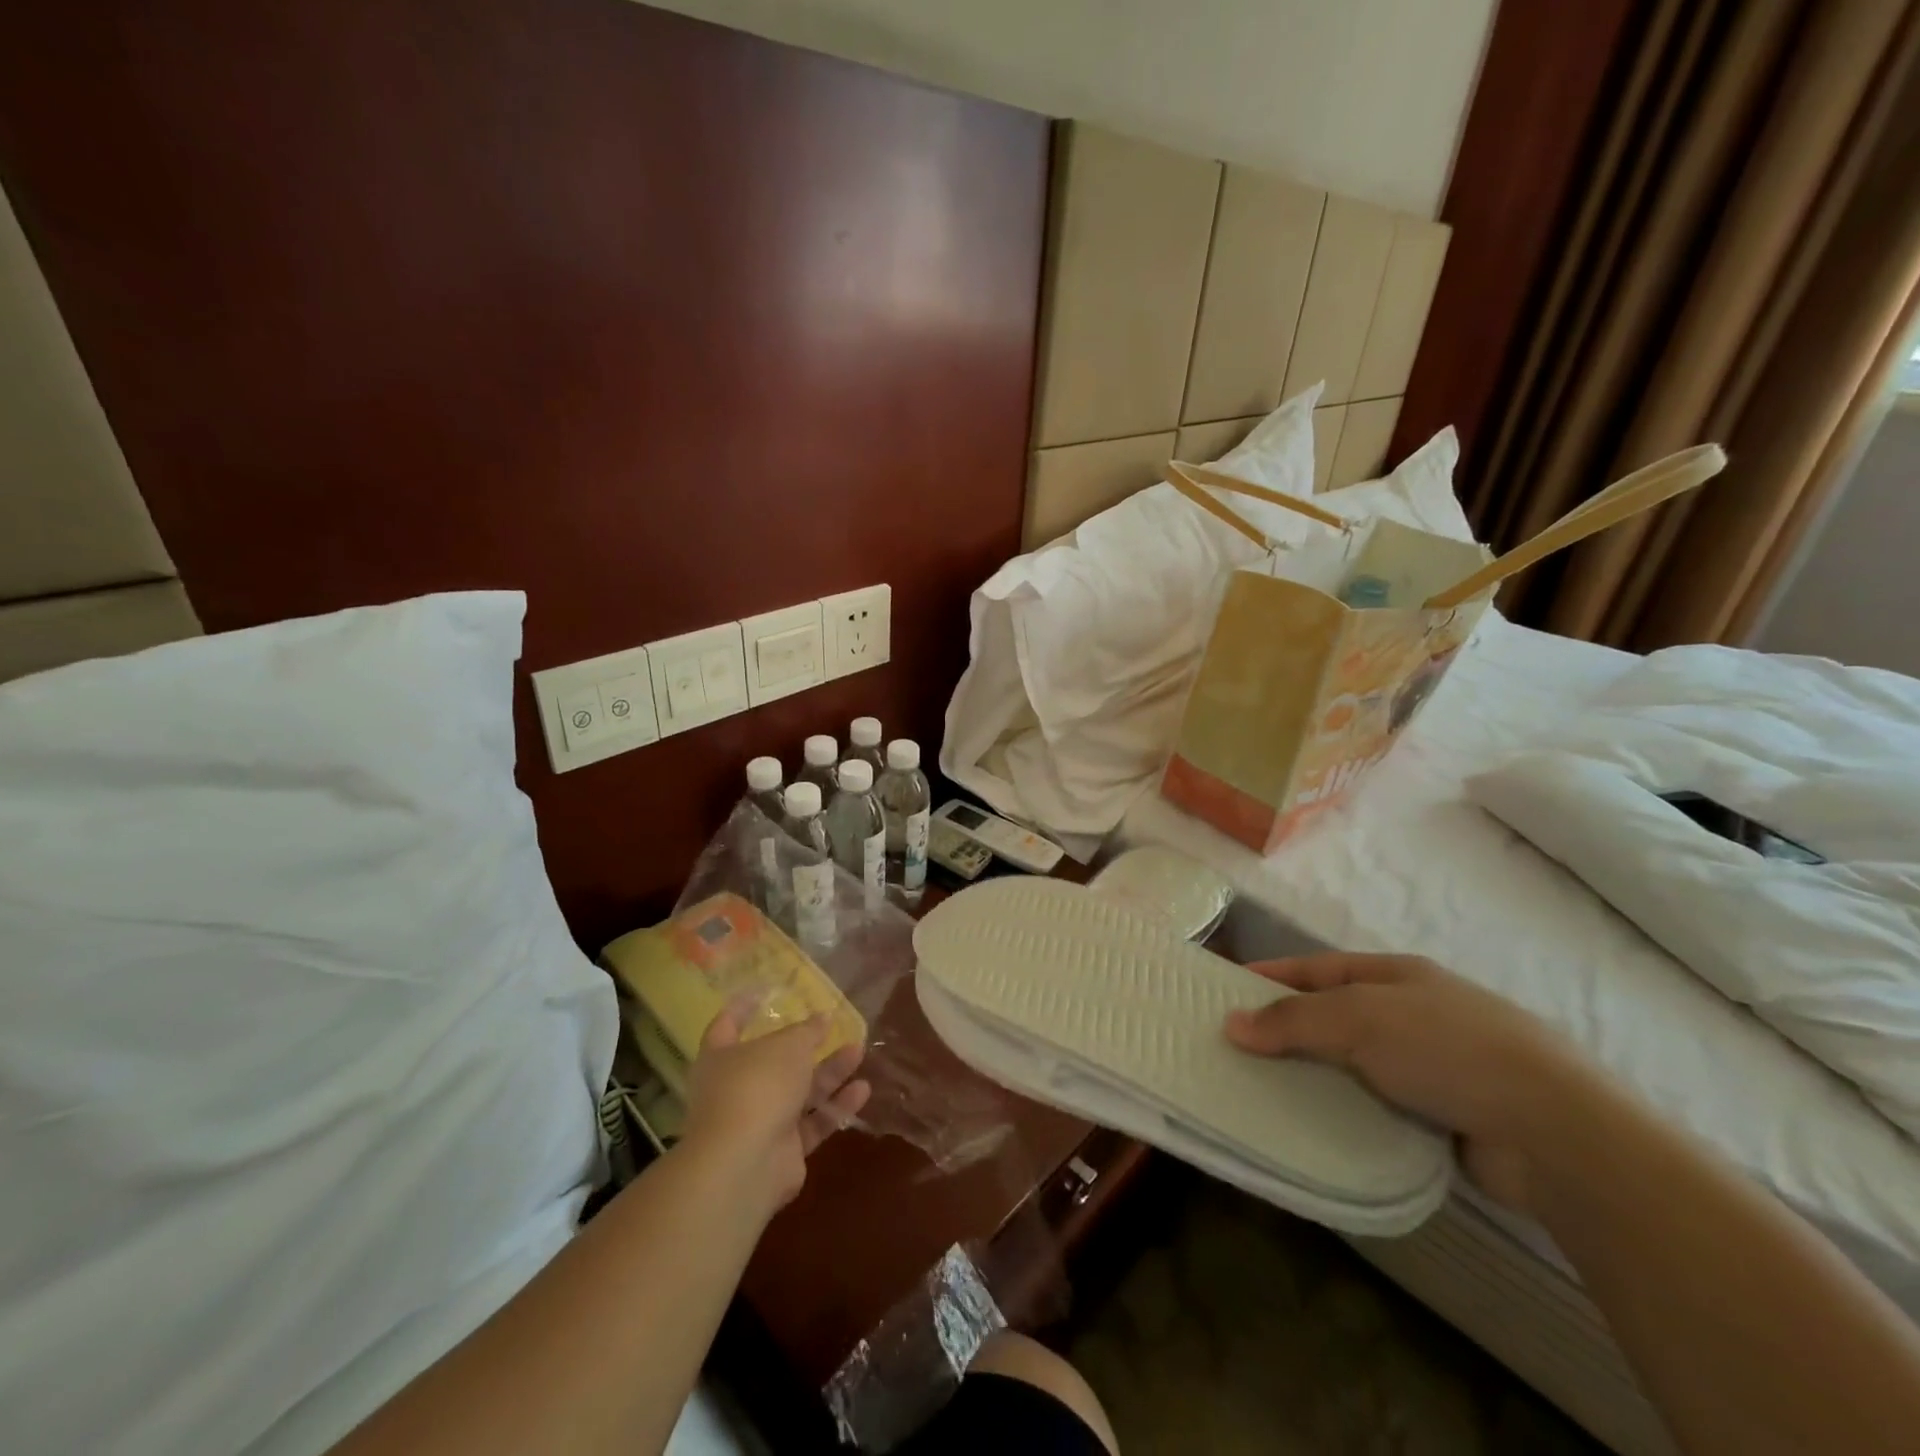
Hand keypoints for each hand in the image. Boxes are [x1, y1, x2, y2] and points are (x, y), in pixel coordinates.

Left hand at [681, 999, 870, 1218]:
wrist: (744, 1164)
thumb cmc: (757, 1086)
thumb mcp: (788, 1046)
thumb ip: (807, 1031)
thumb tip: (823, 1018)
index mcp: (721, 1058)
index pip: (726, 1026)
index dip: (742, 1009)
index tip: (762, 994)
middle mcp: (736, 1088)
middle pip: (773, 1062)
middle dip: (805, 1045)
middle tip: (833, 1027)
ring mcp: (758, 1121)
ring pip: (798, 1092)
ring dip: (829, 1073)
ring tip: (859, 1051)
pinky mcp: (782, 1151)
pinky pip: (812, 1123)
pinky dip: (835, 1107)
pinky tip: (863, 1090)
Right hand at [1223, 954, 1591, 1212]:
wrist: (1554, 1131)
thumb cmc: (1447, 1048)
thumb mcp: (1359, 1018)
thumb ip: (1293, 1020)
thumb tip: (1232, 1024)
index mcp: (1398, 976)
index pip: (1319, 968)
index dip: (1273, 975)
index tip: (1227, 987)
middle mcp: (1415, 1013)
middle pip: (1335, 1015)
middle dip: (1288, 1028)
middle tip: (1237, 1045)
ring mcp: (1435, 1065)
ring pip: (1355, 1064)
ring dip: (1316, 1074)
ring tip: (1264, 1089)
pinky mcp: (1447, 1116)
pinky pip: (1379, 1106)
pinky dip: (1348, 1111)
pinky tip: (1317, 1125)